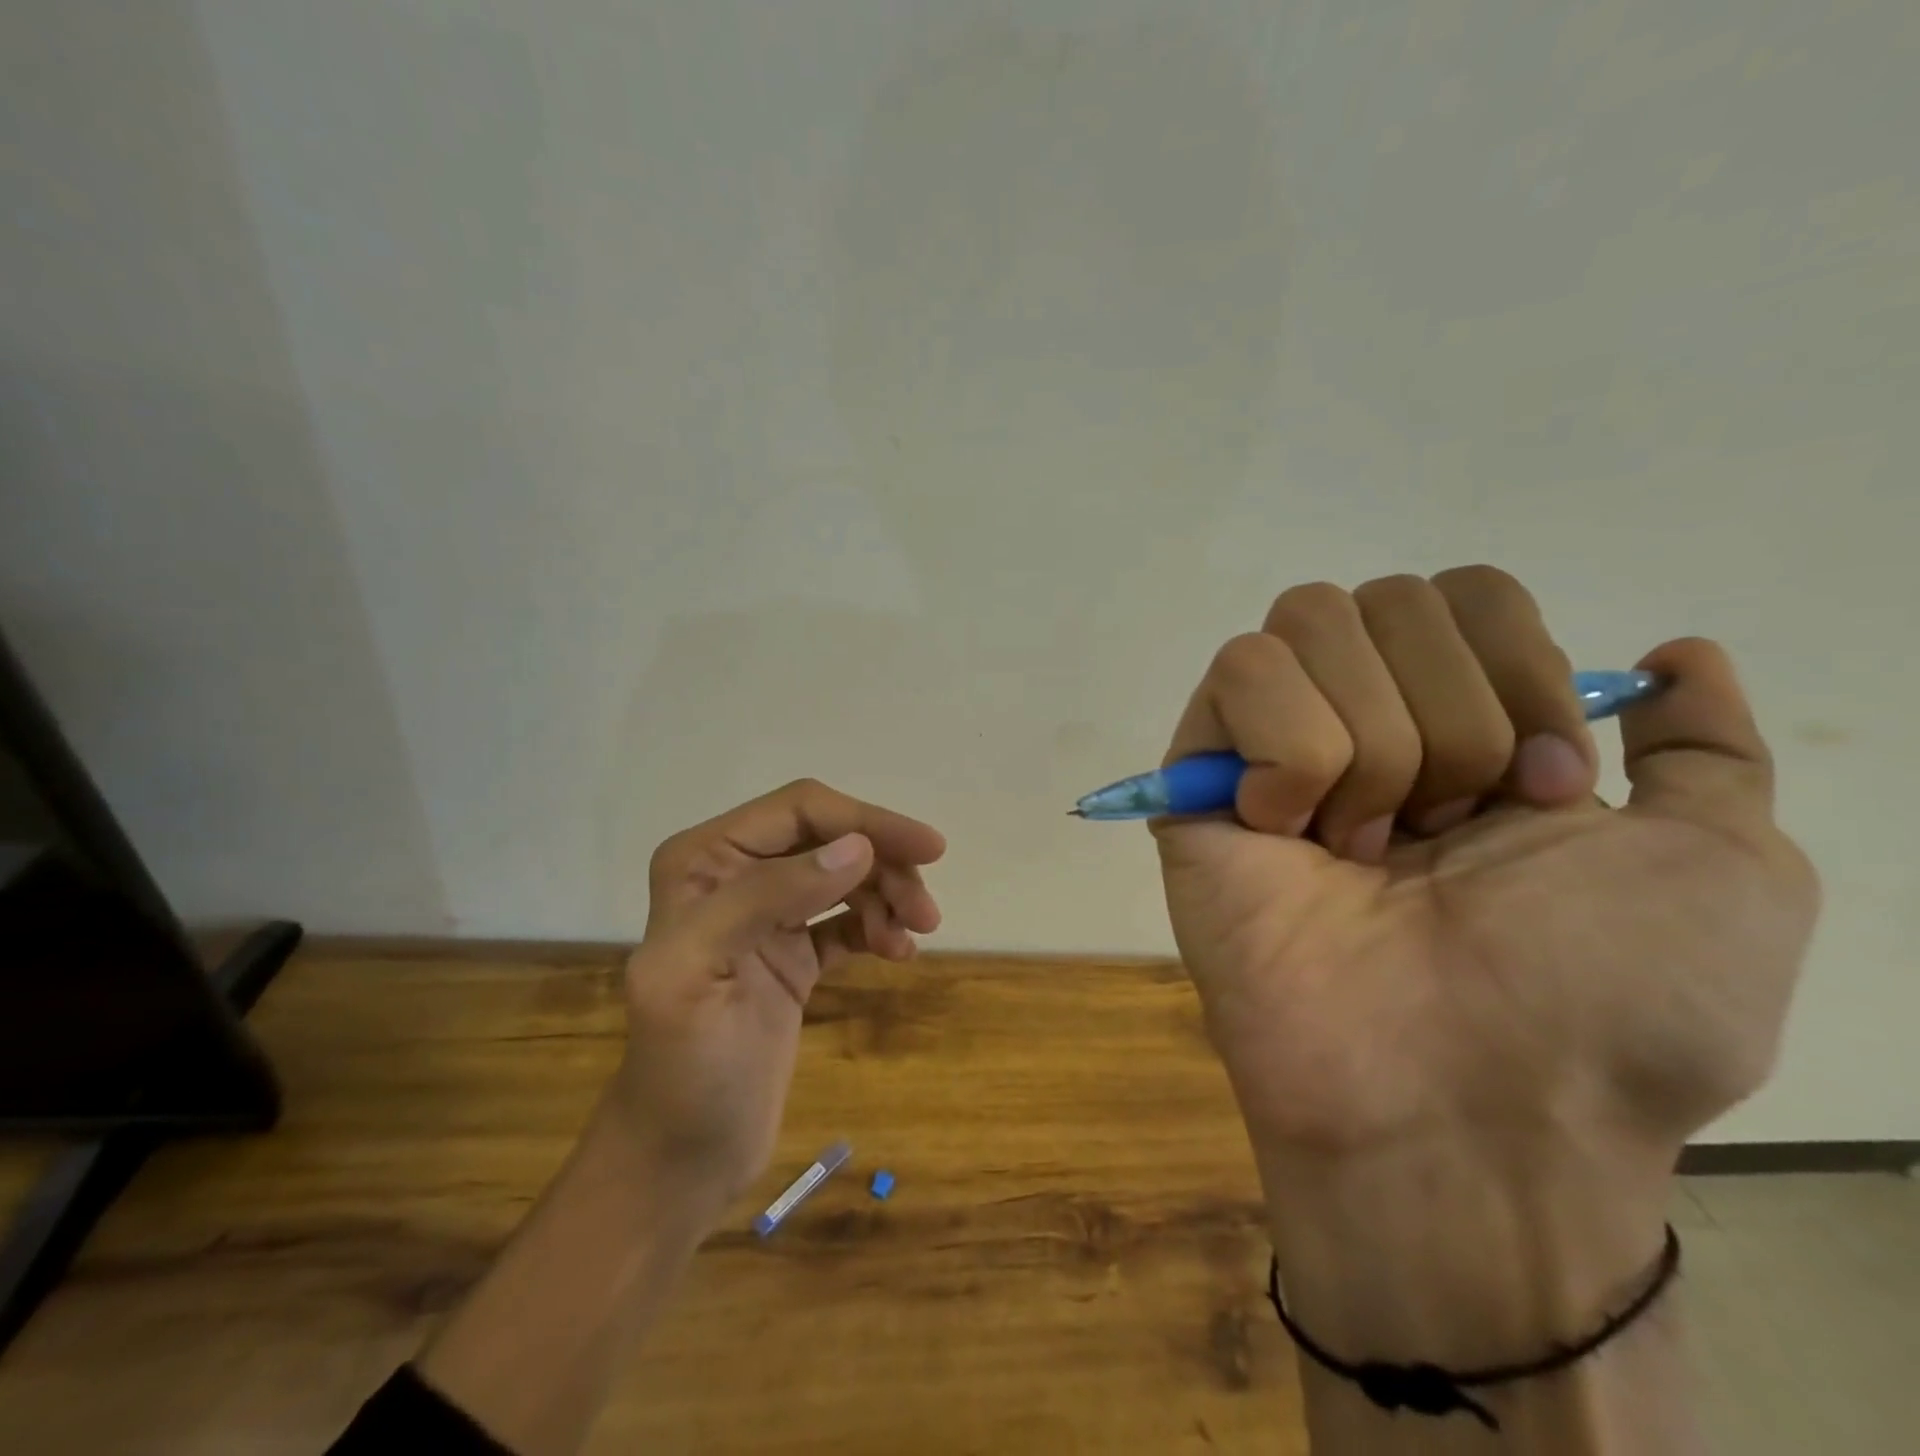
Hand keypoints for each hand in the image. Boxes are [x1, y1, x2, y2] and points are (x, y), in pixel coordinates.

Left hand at [612, 779, 944, 1211]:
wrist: (681, 1160)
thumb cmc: (684, 1070)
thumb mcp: (703, 973)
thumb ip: (771, 897)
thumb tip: (858, 848)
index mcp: (702, 861)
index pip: (799, 810)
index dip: (866, 821)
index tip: (928, 850)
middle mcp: (732, 874)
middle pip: (829, 838)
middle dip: (884, 862)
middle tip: (927, 912)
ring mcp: (765, 915)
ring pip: (844, 875)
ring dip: (887, 895)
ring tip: (915, 934)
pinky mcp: (791, 952)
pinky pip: (846, 919)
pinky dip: (877, 926)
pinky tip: (898, 952)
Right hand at [1154, 568, 1817, 1362]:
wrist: (1460, 1100)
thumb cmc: (1601, 1000)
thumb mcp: (1719, 869)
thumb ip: (1706, 750)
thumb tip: (1675, 650)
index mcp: (1466, 725)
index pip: (1467, 591)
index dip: (1520, 670)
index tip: (1542, 791)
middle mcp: (1361, 716)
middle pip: (1386, 596)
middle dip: (1447, 716)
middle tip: (1445, 832)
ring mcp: (1268, 742)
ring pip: (1308, 624)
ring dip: (1372, 743)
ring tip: (1364, 848)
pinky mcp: (1195, 772)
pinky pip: (1239, 675)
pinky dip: (1291, 753)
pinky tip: (1288, 835)